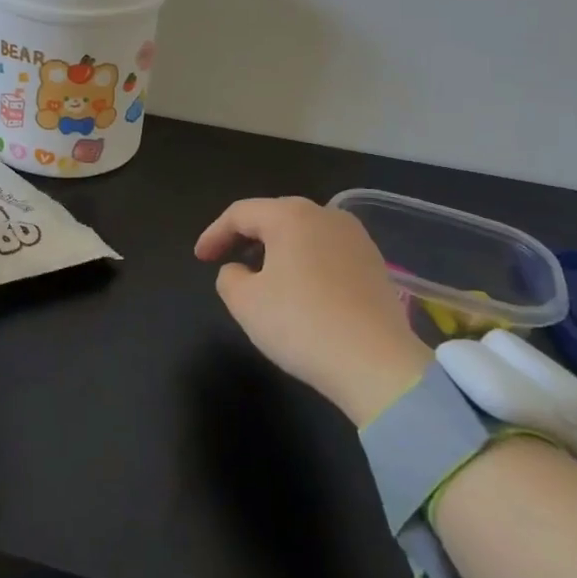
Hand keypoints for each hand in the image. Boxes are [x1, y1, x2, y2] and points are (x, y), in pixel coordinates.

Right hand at [195, 196, 431, 426]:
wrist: (377, 364)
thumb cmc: (301, 323)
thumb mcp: (245, 302)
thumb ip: (229, 277)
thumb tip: (238, 271)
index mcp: (290, 216)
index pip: (240, 214)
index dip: (214, 234)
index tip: (199, 258)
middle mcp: (326, 215)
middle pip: (275, 216)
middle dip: (246, 236)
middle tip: (226, 259)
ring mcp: (356, 238)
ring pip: (304, 233)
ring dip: (277, 249)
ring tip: (261, 274)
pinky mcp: (375, 264)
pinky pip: (327, 252)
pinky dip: (305, 262)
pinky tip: (300, 289)